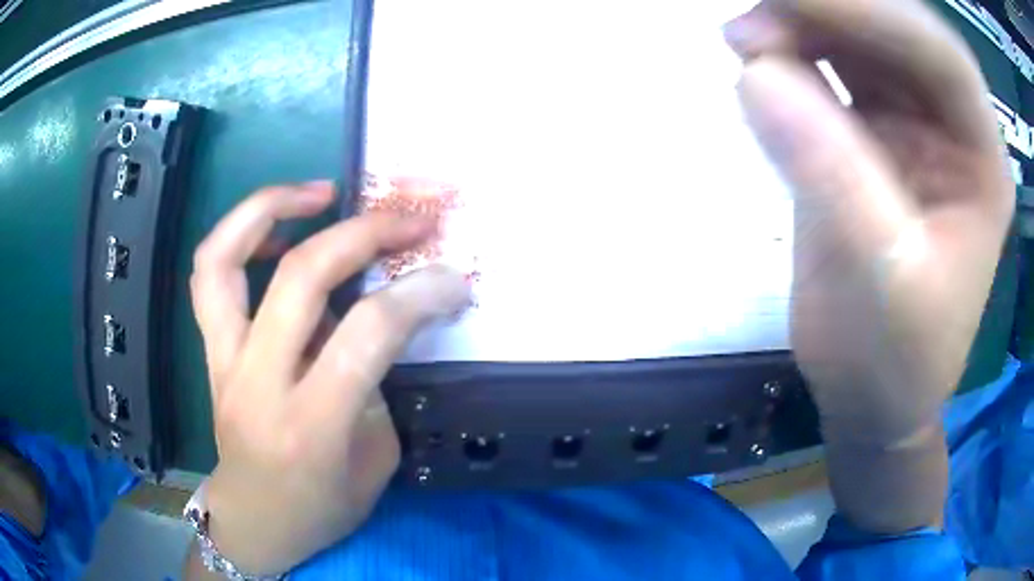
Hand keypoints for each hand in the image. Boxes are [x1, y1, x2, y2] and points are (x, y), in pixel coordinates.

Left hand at [188, 181, 468, 574]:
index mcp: (310, 426)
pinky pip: (210, 275)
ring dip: (271, 206)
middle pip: (302, 277)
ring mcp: (223, 361)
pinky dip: (241, 236)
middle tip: (406, 219)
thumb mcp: (375, 460)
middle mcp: (257, 383)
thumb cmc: (321, 508)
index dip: (419, 293)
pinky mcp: (210, 350)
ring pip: (224, 258)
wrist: (255, 522)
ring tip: (320, 192)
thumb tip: (384, 317)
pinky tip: (280, 233)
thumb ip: (376, 383)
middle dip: (364, 232)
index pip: (368, 335)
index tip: (452, 278)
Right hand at [727, 0, 1011, 530]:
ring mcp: (911, 121)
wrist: (870, 391)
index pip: (942, 57)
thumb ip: (830, 174)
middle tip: (756, 9)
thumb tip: (754, 74)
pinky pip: (830, 66)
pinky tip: (753, 58)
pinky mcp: (869, 129)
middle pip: (898, 30)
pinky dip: (789, 52)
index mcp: (984, 163)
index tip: (793, 0)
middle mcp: (953, 126)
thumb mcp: (880, 282)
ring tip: (742, 37)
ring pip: (859, 37)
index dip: (874, 12)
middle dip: (829, 8)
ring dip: (800, 22)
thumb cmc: (893, 359)